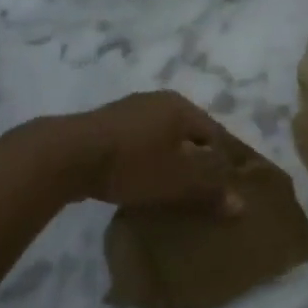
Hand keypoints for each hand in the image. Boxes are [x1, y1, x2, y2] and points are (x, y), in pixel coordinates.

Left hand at [57, 91, 242, 213]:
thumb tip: (241, 205)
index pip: (215, 135)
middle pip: (187, 136)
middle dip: (194, 164)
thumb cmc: (133, 164)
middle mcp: (156, 102)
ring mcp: (126, 112)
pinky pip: (136, 147)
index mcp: (181, 107)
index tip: (222, 191)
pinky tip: (139, 184)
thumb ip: (210, 193)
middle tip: (199, 195)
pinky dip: (143, 163)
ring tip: (170, 193)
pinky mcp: (102, 128)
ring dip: (167, 164)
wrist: (66, 156)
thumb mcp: (178, 182)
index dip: (223, 163)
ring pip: (160, 141)